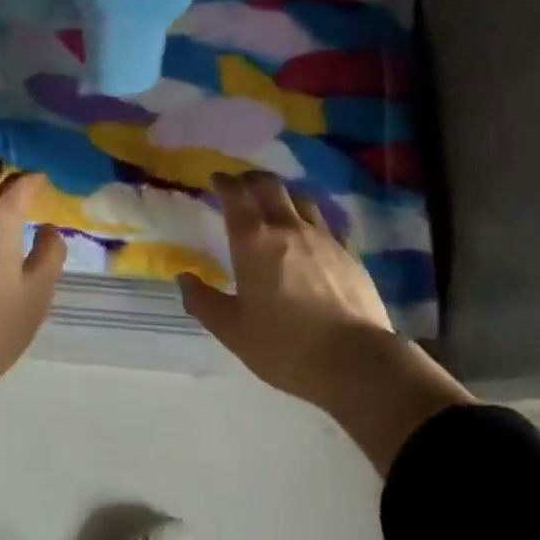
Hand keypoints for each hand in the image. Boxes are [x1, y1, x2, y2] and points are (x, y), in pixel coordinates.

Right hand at [179, 172, 474, 472]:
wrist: (356, 361)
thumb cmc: (286, 347)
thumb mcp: (233, 331)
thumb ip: (203, 302)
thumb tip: (183, 277)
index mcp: (253, 241)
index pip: (235, 194)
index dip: (224, 181)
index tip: (216, 178)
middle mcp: (287, 227)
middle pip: (268, 185)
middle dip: (251, 179)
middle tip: (242, 185)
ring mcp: (322, 236)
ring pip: (300, 197)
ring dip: (283, 195)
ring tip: (276, 205)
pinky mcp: (348, 251)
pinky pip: (326, 222)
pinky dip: (311, 219)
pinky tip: (311, 234)